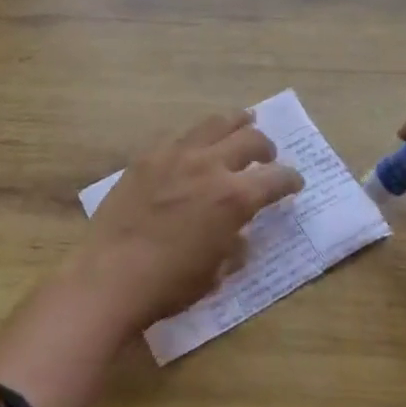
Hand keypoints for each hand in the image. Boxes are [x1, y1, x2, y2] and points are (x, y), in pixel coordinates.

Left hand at [83, 109, 302, 329]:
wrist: (110, 275)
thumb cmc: (170, 284)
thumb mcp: (216, 273)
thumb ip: (235, 246)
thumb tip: (239, 233)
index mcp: (234, 198)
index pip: (276, 178)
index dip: (291, 179)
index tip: (295, 182)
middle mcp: (209, 166)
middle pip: (249, 139)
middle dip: (265, 147)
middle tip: (267, 156)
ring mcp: (176, 155)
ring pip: (214, 124)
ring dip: (235, 123)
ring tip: (242, 122)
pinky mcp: (147, 156)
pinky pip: (179, 135)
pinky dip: (196, 138)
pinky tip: (195, 144)